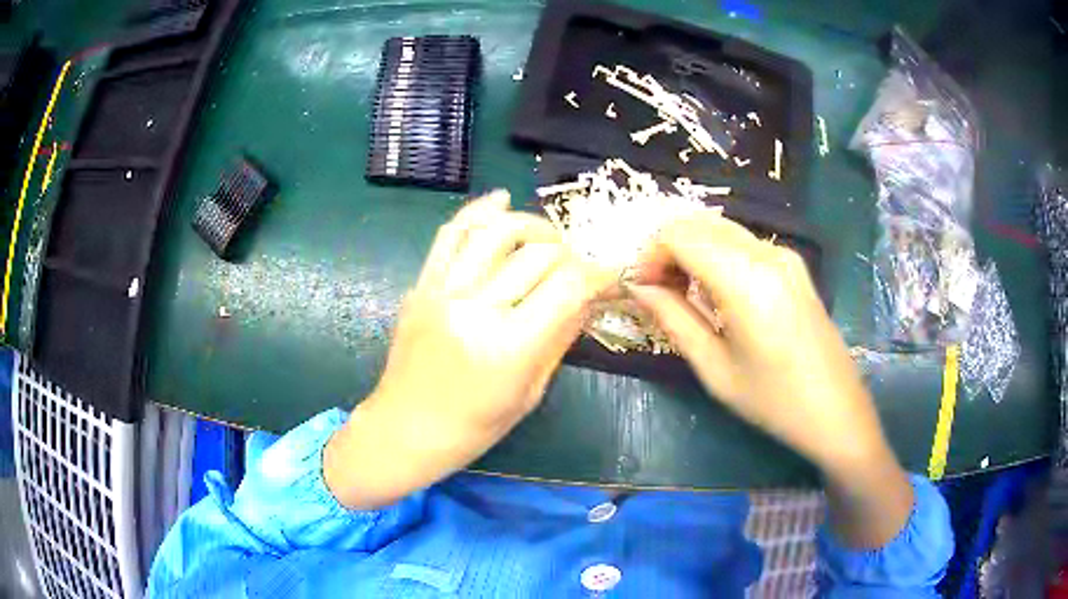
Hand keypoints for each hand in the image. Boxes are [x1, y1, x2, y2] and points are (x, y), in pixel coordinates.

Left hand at [325, 191, 608, 508]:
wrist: (405, 428)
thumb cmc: (474, 426)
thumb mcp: (530, 391)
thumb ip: (560, 337)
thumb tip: (588, 296)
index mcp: (510, 346)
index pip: (567, 286)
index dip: (596, 274)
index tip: (607, 276)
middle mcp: (476, 308)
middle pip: (537, 253)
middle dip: (569, 254)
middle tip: (577, 267)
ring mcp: (443, 291)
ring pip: (496, 230)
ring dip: (531, 226)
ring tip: (546, 239)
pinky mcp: (422, 284)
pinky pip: (451, 233)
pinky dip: (479, 210)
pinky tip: (502, 201)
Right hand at [630, 212, 912, 546]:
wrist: (836, 411)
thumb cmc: (774, 401)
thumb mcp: (715, 369)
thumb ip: (673, 318)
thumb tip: (637, 286)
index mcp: (747, 278)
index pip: (679, 235)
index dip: (649, 255)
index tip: (639, 289)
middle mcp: (767, 252)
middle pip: (698, 223)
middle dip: (666, 249)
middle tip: (656, 291)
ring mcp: (784, 254)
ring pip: (719, 229)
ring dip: (690, 250)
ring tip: (681, 294)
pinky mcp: (793, 264)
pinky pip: (742, 242)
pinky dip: (715, 255)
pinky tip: (714, 293)